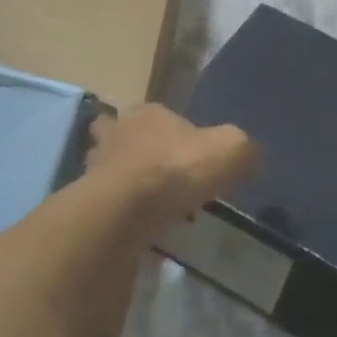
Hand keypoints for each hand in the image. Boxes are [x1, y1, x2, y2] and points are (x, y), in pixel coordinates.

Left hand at [86, 105, 258, 228]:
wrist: (127, 210)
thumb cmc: (179, 169)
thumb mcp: (231, 151)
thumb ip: (243, 149)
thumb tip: (249, 157)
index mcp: (148, 113)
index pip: (158, 113)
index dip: (172, 130)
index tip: (188, 154)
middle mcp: (116, 131)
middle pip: (122, 133)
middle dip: (136, 148)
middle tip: (159, 173)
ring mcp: (95, 165)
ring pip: (108, 165)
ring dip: (124, 179)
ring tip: (146, 201)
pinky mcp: (86, 198)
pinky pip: (106, 199)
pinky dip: (118, 208)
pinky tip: (136, 223)